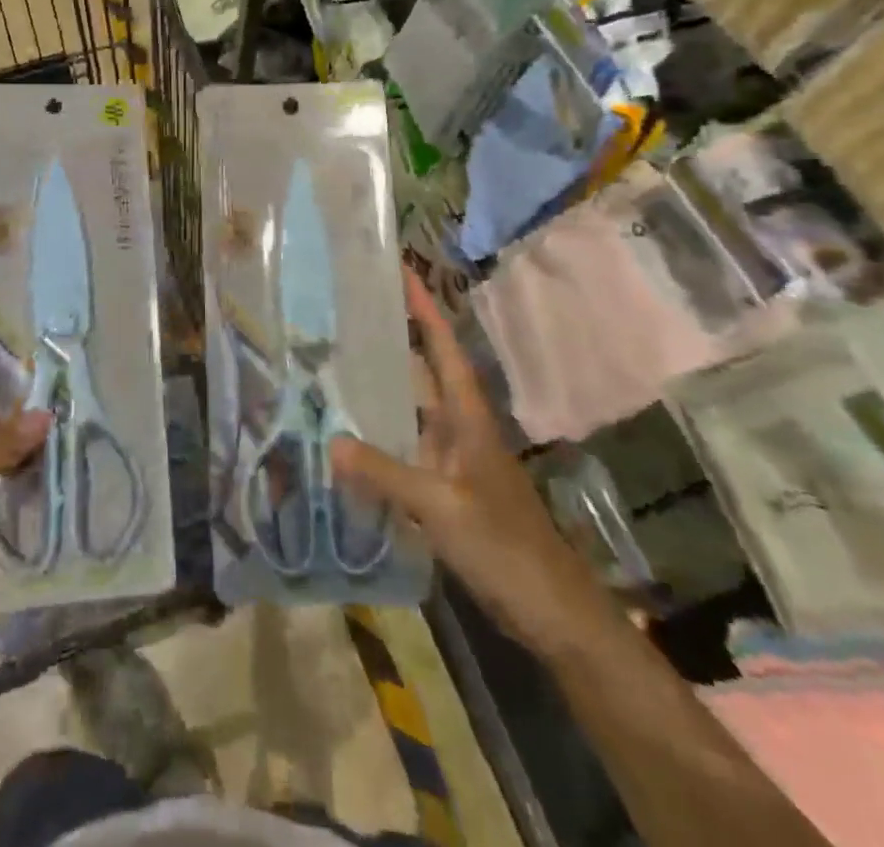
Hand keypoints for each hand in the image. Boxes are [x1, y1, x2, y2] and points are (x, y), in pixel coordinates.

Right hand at [332, 268, 601, 655]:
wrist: (552, 612)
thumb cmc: (507, 548)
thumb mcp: (444, 507)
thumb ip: (387, 474)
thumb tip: (330, 442)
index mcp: (468, 419)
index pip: (443, 349)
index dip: (424, 309)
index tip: (401, 270)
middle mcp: (458, 430)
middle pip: (423, 372)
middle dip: (392, 340)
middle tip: (346, 312)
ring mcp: (452, 461)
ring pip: (410, 412)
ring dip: (380, 389)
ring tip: (333, 364)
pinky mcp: (445, 491)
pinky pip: (404, 450)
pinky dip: (378, 438)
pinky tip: (347, 439)